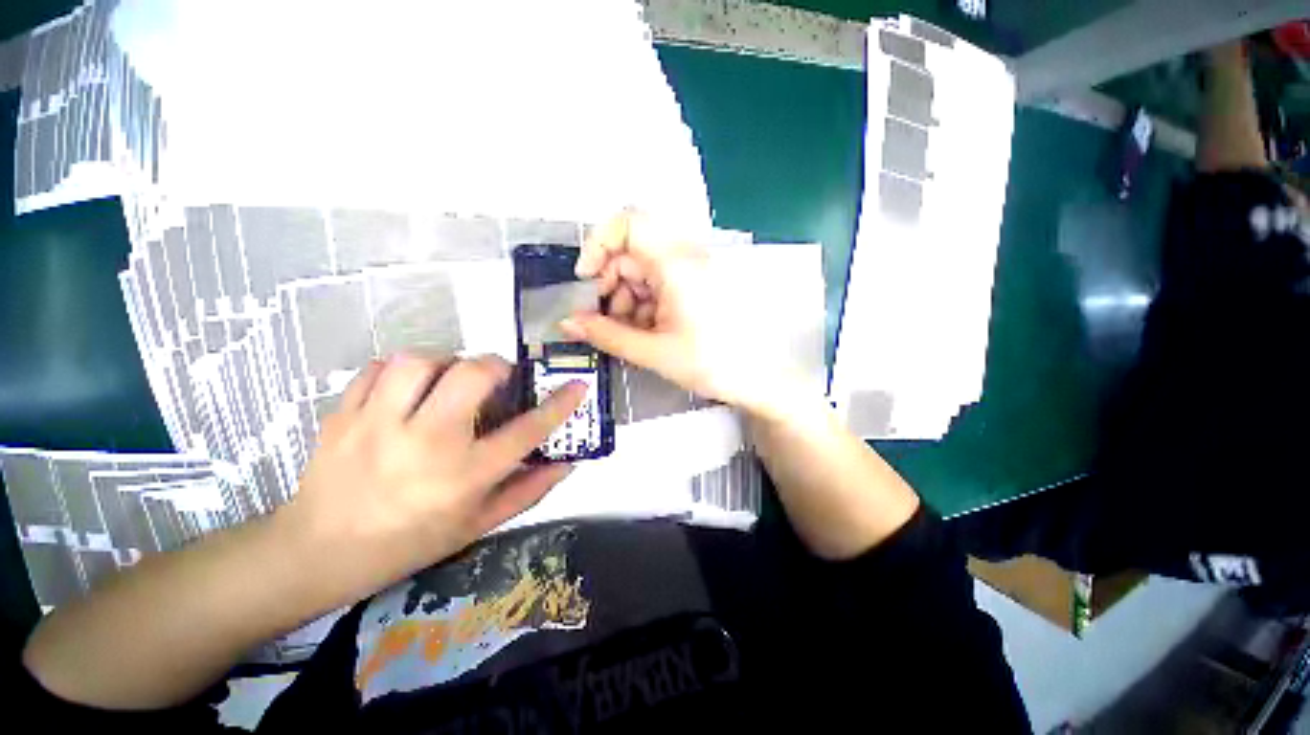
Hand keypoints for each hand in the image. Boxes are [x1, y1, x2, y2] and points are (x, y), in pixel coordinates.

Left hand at [279, 354, 585, 603]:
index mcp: (464, 475)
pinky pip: (379, 368)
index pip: (527, 431)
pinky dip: (402, 370)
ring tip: (447, 382)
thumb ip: (528, 491)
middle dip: (496, 366)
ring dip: (446, 363)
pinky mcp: (343, 414)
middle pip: (472, 375)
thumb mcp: (478, 525)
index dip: (559, 404)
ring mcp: (378, 425)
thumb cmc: (410, 543)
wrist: (318, 552)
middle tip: (497, 378)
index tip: (577, 384)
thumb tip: (568, 463)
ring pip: (422, 361)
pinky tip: (407, 389)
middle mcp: (426, 444)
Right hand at [561, 210, 788, 415]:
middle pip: (631, 252)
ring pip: (643, 271)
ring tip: (630, 333)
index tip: (586, 280)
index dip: (598, 244)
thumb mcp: (652, 351)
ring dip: (627, 298)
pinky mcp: (696, 285)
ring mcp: (692, 270)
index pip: (628, 222)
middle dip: (611, 284)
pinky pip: (659, 283)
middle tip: (604, 319)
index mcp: (676, 263)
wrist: (758, 378)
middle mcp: (685, 257)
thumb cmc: (710, 363)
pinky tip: (647, 331)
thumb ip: (606, 335)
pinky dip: (645, 303)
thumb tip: (567, 323)